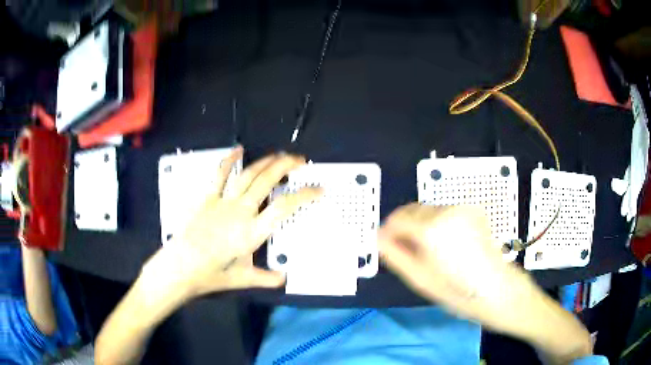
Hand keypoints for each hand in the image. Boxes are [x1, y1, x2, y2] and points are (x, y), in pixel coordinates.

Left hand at [146, 147, 321, 298]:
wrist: (179, 267)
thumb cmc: (211, 274)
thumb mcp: (242, 279)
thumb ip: (265, 278)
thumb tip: (283, 278)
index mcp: (252, 232)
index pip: (284, 208)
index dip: (304, 195)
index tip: (318, 189)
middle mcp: (240, 212)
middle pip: (267, 182)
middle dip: (286, 167)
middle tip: (300, 160)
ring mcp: (222, 202)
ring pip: (248, 175)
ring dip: (265, 162)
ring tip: (279, 155)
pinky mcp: (207, 198)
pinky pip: (219, 175)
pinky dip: (229, 160)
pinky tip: (238, 149)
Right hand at [378, 203, 593, 362]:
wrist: (501, 290)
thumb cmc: (460, 293)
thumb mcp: (422, 281)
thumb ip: (396, 256)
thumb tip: (378, 239)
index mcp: (433, 229)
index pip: (397, 219)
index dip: (387, 232)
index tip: (386, 246)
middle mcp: (448, 211)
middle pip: (412, 211)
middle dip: (404, 228)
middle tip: (406, 253)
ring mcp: (463, 209)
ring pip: (429, 210)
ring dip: (421, 226)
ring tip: (429, 252)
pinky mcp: (474, 211)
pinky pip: (445, 212)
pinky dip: (437, 223)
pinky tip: (446, 245)